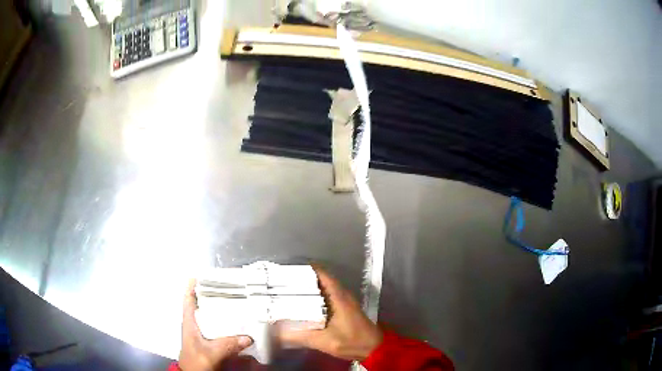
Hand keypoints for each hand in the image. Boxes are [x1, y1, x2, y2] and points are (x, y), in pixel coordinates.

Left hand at [179, 279, 252, 370]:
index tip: (203, 274)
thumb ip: (227, 345)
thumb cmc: (196, 361)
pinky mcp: (211, 341)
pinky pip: (219, 327)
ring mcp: (203, 333)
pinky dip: (227, 322)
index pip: (188, 298)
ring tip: (236, 300)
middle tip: (228, 286)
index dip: (192, 285)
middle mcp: (195, 324)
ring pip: (211, 315)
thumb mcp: (210, 353)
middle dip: (213, 294)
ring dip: (221, 307)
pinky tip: (239, 322)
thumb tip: (248, 337)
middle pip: (202, 303)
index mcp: (189, 322)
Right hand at [279, 267, 382, 360]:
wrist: (373, 348)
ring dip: (308, 288)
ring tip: (287, 291)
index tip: (286, 271)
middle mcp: (342, 294)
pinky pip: (327, 296)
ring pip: (323, 288)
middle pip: (320, 279)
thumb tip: (277, 334)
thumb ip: (300, 337)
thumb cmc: (351, 341)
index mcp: (338, 296)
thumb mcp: (323, 341)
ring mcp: (344, 300)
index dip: (304, 269)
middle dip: (302, 279)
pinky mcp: (344, 308)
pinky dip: (315, 297)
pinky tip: (303, 305)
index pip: (321, 273)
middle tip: (281, 282)